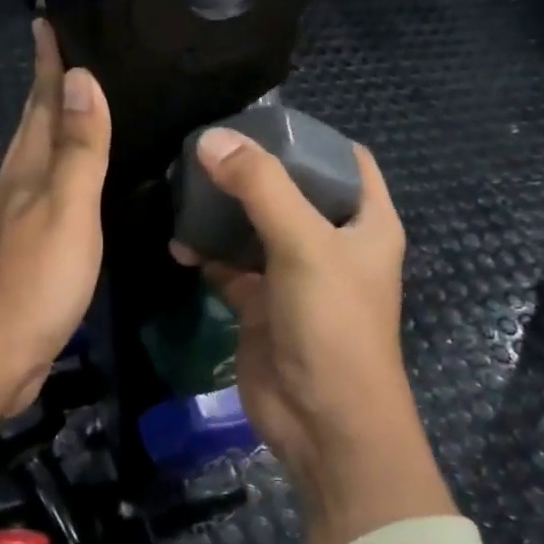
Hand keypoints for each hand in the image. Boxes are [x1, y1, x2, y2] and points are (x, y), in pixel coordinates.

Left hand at [0, 19, 110, 417]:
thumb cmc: (33, 282)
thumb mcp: (66, 211)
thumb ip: (78, 149)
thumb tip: (80, 79)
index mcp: (26, 171)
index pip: (40, 103)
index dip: (47, 64)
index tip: (46, 21)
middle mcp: (15, 186)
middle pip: (32, 126)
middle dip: (46, 89)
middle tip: (65, 55)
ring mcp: (14, 221)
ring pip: (36, 160)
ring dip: (51, 129)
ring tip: (73, 109)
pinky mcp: (22, 252)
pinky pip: (44, 194)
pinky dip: (58, 174)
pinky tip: (70, 184)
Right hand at [171, 130, 453, 543]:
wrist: (323, 425)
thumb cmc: (333, 326)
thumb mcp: (304, 246)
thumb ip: (261, 188)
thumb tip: (211, 138)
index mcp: (365, 222)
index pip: (346, 161)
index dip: (312, 137)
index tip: (263, 118)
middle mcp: (332, 242)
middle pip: (292, 190)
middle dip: (253, 169)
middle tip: (206, 147)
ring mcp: (294, 274)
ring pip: (255, 227)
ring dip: (223, 211)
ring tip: (184, 186)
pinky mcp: (261, 304)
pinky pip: (230, 266)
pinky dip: (206, 253)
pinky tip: (178, 242)